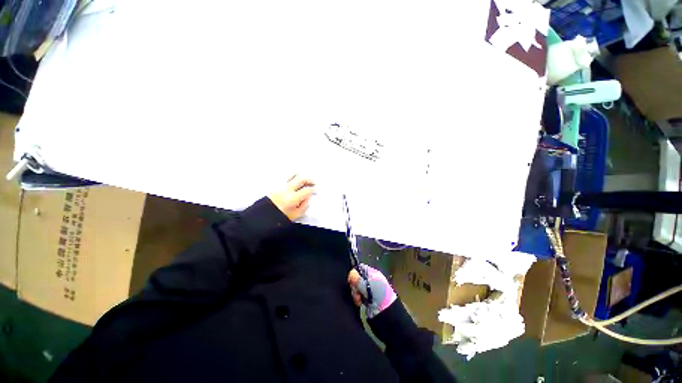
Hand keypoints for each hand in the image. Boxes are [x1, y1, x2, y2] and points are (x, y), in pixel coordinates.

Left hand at [268, 175, 314, 220]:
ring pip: (291, 175)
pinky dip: (290, 178)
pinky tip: (291, 181)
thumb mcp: (294, 216)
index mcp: (293, 198)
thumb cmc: (276, 219)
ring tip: (302, 179)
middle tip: (312, 182)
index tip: (315, 190)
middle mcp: (286, 189)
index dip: (313, 189)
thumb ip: (303, 207)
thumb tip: (307, 199)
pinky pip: (284, 178)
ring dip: (299, 176)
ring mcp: (278, 186)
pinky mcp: (272, 185)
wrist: (260, 219)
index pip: (307, 190)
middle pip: (301, 179)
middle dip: (308, 180)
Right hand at [348, 264, 396, 317]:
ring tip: (359, 299)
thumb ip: (358, 278)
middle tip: (357, 291)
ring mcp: (367, 289)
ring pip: (355, 287)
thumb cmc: (378, 294)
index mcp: (372, 273)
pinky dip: (357, 298)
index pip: (360, 268)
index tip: (351, 280)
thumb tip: (351, 274)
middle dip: (354, 285)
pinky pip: (357, 295)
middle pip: (356, 278)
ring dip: (355, 293)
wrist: (386, 312)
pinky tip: (359, 302)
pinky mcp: (365, 297)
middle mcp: (369, 280)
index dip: (355, 272)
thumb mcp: (368, 284)